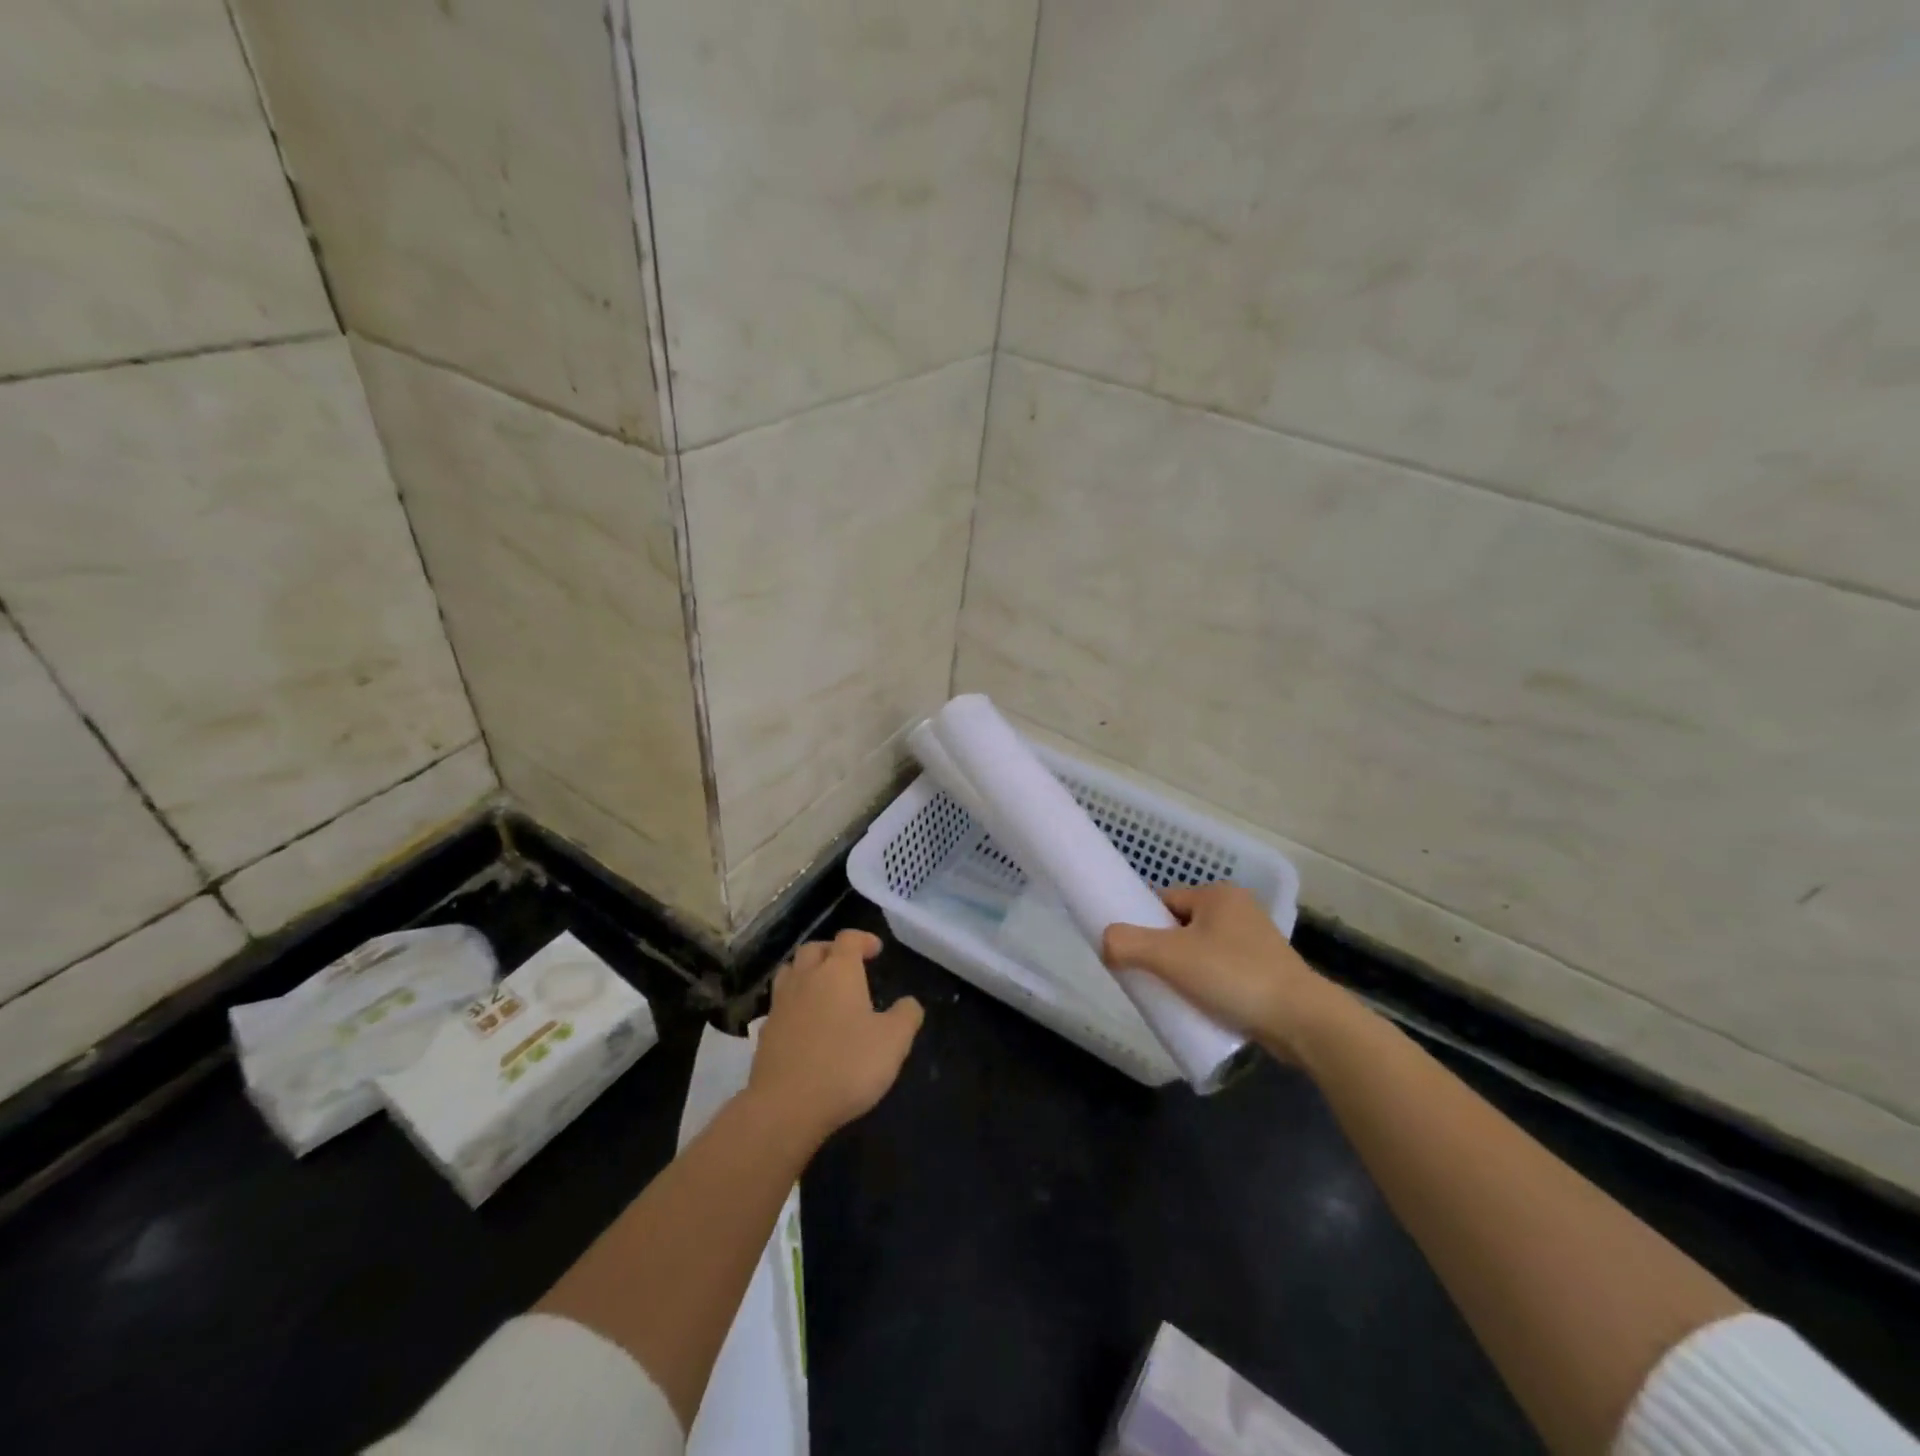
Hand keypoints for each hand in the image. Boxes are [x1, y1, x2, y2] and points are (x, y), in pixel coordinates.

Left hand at [748, 929, 923, 1145]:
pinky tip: (805, 1023)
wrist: (786, 1106)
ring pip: (791, 972)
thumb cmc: (847, 1065)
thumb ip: (906, 1016)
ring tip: (823, 988)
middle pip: (814, 949)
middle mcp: (806, 978)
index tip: (876, 950)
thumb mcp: (894, 1041)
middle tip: (849, 965)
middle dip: (832, 951)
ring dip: (808, 972)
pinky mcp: (765, 1032)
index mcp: (838, 971)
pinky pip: (780, 1004)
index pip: (848, 938)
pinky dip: (794, 1003)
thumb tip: (909, 1003)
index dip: (863, 939)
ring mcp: (781, 1004)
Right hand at [1102, 884, 1343, 1062]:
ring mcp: (1256, 941)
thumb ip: (1128, 944)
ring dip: (1185, 971)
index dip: (1144, 925)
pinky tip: (1201, 1006)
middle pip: (1180, 927)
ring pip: (1201, 951)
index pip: (1163, 901)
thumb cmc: (1233, 976)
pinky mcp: (1267, 971)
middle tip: (1151, 979)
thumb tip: (1104, 941)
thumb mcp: (1171, 957)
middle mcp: (1238, 909)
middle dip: (1164, 952)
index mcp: (1218, 894)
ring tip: (1175, 997)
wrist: (1303, 1022)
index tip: (1133, 954)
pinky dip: (1208, 985)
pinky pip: (1222, 971)